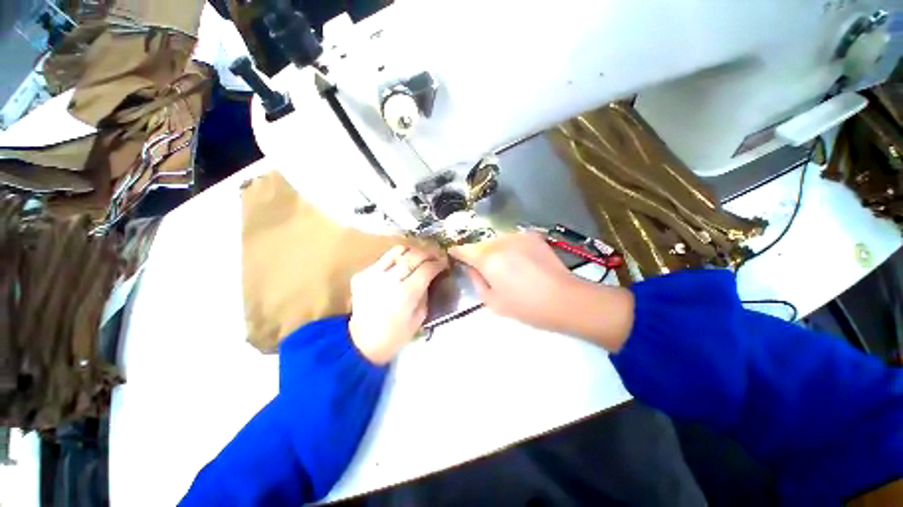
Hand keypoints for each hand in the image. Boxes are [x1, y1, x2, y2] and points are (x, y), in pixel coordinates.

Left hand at [349, 245, 447, 363]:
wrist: (362, 342)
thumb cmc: (396, 334)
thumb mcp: (420, 316)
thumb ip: (426, 292)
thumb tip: (431, 274)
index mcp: (405, 294)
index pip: (426, 268)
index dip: (438, 263)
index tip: (444, 262)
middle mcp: (389, 280)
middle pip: (413, 256)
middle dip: (428, 253)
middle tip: (436, 255)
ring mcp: (372, 275)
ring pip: (397, 251)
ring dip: (412, 251)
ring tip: (420, 255)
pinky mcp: (362, 274)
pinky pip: (383, 259)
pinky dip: (396, 259)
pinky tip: (401, 266)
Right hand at [450, 232, 633, 350]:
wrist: (564, 298)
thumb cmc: (526, 306)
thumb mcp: (492, 302)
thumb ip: (476, 281)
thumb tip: (470, 268)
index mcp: (487, 259)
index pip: (463, 249)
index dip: (456, 252)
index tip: (454, 255)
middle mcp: (499, 242)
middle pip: (480, 244)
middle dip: (478, 254)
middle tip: (484, 269)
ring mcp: (517, 236)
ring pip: (496, 241)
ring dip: (495, 250)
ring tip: (506, 266)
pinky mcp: (532, 236)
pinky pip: (512, 240)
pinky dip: (510, 248)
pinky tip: (520, 261)